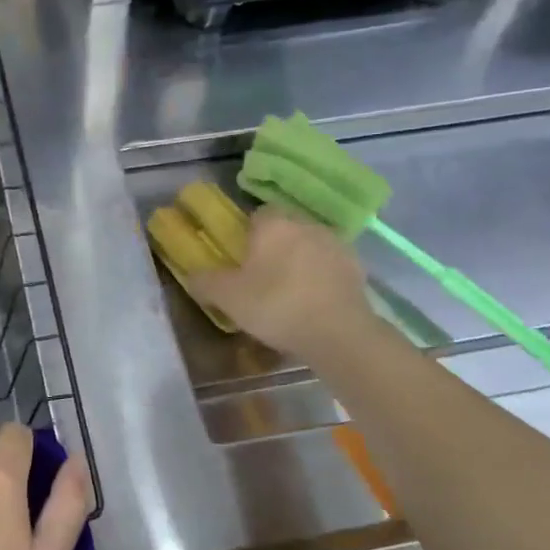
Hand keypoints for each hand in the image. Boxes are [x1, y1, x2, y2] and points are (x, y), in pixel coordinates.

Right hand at [190, 207, 380, 360]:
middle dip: (273, 247)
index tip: (240, 259)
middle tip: (260, 278)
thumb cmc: (276, 306)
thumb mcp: (227, 298)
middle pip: (284, 229)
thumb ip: (205, 282)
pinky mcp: (356, 268)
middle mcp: (307, 224)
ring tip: (288, 292)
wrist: (338, 333)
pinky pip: (329, 266)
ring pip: (308, 246)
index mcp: (274, 224)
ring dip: (299, 261)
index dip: (246, 234)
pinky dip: (320, 277)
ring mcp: (336, 244)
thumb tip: (193, 275)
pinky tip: (312, 302)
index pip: (256, 215)